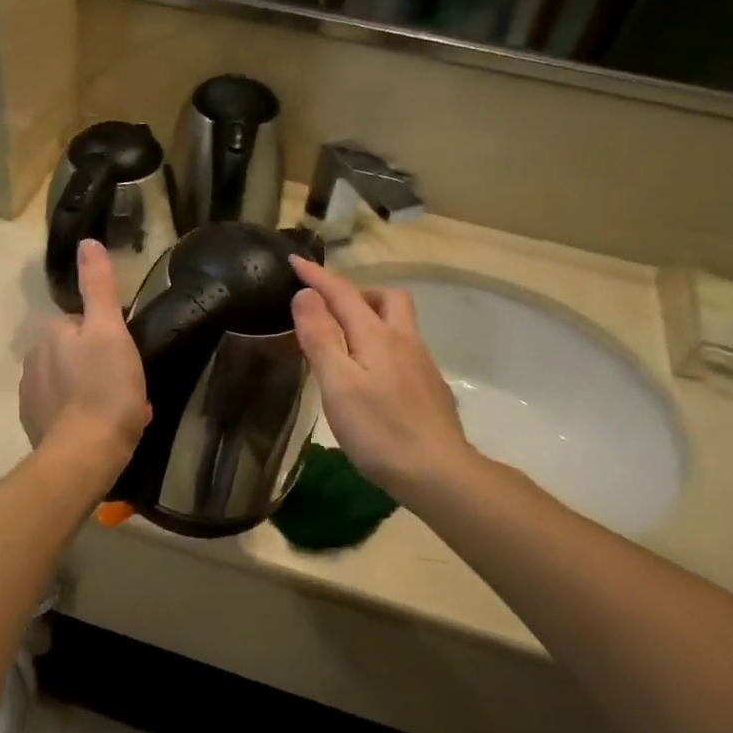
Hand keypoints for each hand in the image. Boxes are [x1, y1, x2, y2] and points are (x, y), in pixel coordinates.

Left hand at [20, 239, 149, 467]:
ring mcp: (30, 395)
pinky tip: (102, 429)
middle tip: (127, 386)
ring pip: (70, 382)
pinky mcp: (34, 425)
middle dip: (99, 365)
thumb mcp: (110, 330)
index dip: (108, 337)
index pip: (82, 323)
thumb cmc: (104, 388)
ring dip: (92, 391)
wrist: (84, 453)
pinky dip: (81, 415)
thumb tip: (87, 243)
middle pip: (75, 353)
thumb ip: (98, 286)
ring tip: (120, 411)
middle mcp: (32, 360)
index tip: (126, 358)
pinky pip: (64, 411)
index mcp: (50, 334)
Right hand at [289, 257, 471, 500]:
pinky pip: (403, 348)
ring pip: (398, 323)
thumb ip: (321, 336)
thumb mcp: (338, 383)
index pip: (343, 293)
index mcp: (378, 335)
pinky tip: (371, 374)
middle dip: (356, 291)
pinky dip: (381, 344)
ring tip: (345, 338)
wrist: (439, 472)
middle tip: (329, 307)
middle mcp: (404, 340)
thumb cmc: (379, 430)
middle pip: (386, 298)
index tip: (294, 260)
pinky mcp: (429, 387)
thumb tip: (305, 295)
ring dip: (371, 316)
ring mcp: (421, 364)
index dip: (317, 276)